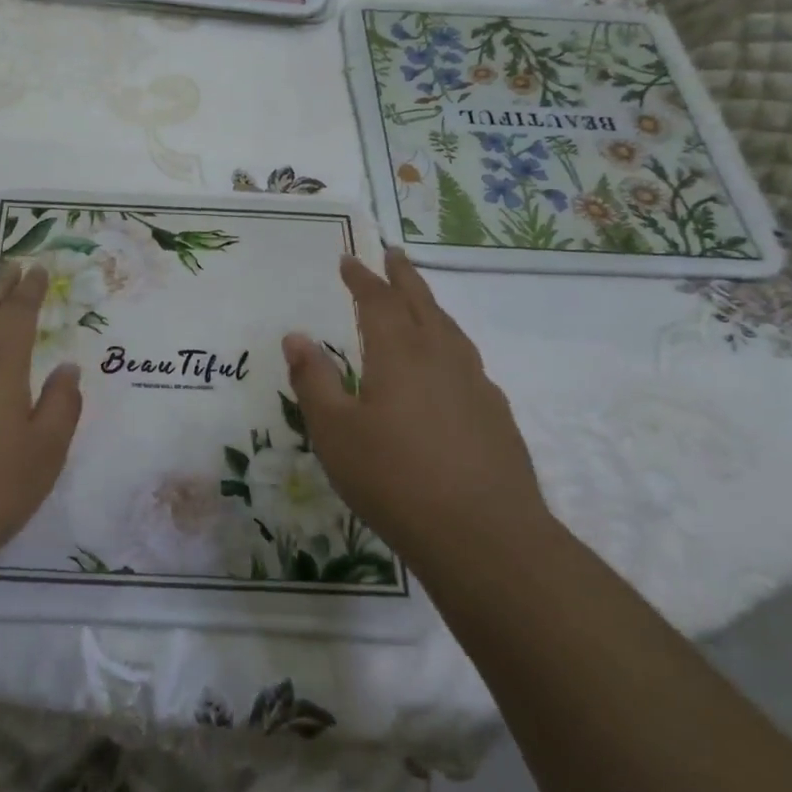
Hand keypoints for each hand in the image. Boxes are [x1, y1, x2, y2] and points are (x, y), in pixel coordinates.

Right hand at [282, 250, 548, 572]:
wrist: (485, 537)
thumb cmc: (394, 479)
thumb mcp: (335, 432)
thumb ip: (314, 381)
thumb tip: (295, 336)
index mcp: (399, 353)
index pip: (378, 300)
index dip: (362, 277)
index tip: (350, 260)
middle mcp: (441, 356)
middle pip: (421, 302)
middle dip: (404, 276)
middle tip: (394, 254)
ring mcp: (475, 384)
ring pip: (450, 329)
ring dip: (430, 307)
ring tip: (419, 301)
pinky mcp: (496, 414)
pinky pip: (467, 362)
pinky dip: (450, 345)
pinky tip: (447, 368)